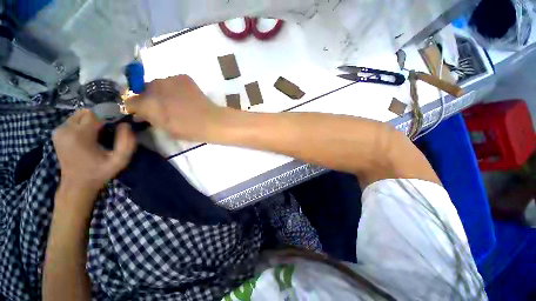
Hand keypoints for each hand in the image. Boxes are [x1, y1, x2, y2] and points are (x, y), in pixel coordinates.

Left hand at [53, 109, 135, 194]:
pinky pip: (73, 121)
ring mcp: (59, 131)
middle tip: (109, 129)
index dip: (109, 116)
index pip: (96, 114)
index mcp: (80, 135)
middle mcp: (66, 129)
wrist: (77, 185)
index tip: (118, 123)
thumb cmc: (99, 172)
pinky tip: (89, 136)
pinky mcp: (57, 134)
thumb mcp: (120, 160)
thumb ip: (127, 142)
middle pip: (86, 112)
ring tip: (99, 133)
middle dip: (100, 117)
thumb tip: (126, 125)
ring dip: (91, 121)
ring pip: (79, 116)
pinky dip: (83, 124)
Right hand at [124, 75, 226, 140]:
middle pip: (144, 90)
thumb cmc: (189, 130)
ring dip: (162, 91)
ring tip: (174, 100)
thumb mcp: (165, 129)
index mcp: (147, 103)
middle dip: (149, 98)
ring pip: (158, 84)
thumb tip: (142, 114)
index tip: (142, 113)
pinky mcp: (183, 77)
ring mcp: (169, 79)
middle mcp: (153, 87)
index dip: (135, 108)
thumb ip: (150, 119)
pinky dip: (175, 88)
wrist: (211, 120)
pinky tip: (184, 96)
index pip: (130, 102)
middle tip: (160, 106)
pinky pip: (173, 81)